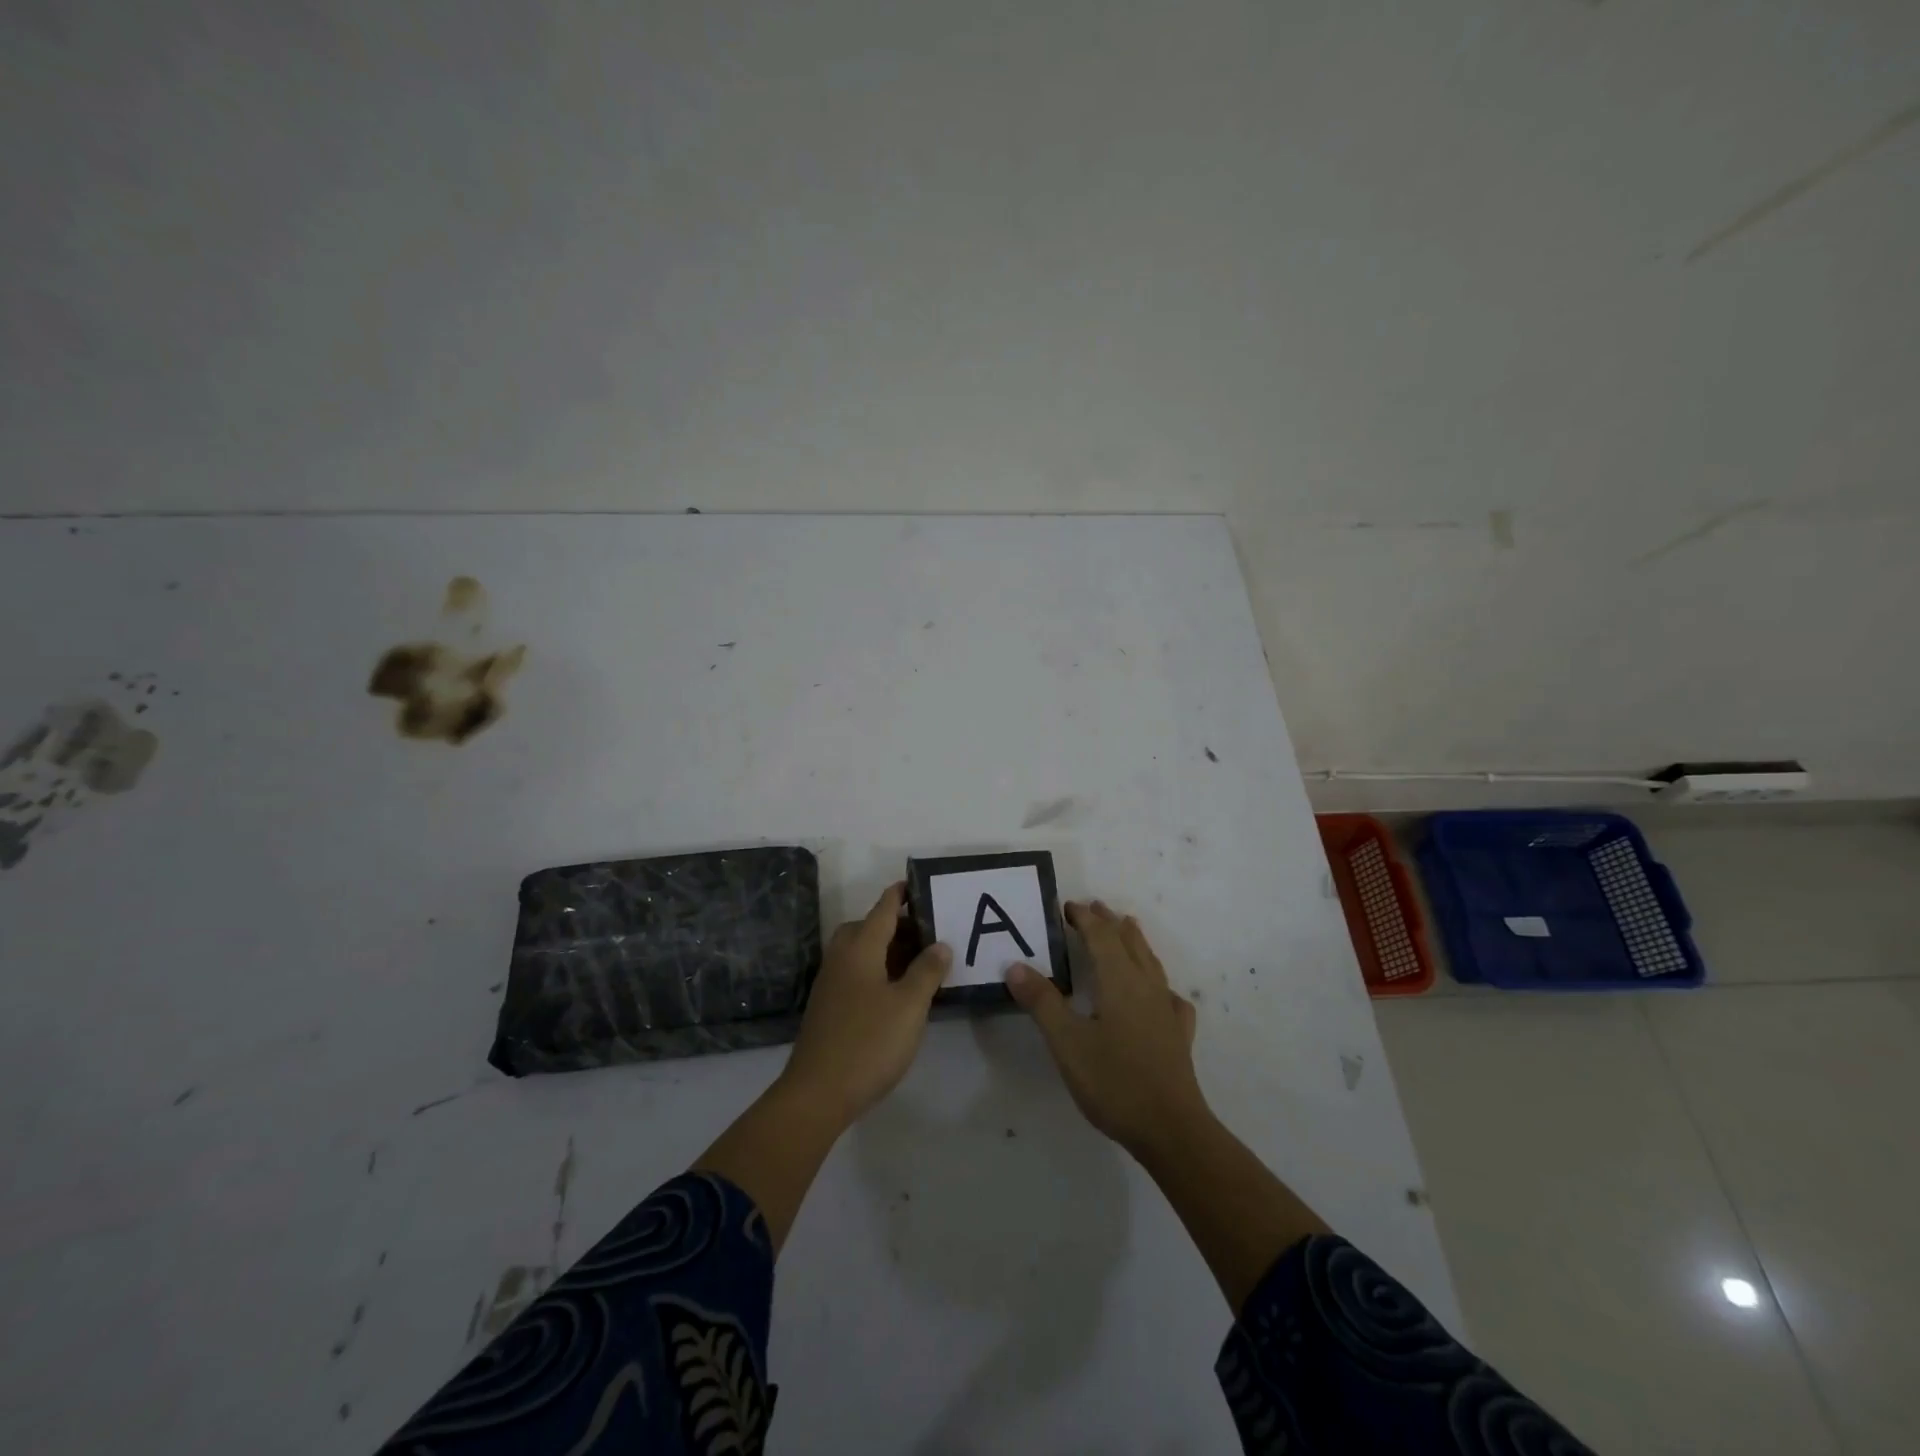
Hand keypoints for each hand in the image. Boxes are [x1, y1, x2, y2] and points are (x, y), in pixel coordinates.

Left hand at [780, 882, 950, 1127]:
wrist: (817, 1093)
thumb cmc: (869, 1042)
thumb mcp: (910, 1005)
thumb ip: (927, 971)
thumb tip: (940, 945)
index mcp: (860, 949)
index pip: (882, 910)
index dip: (900, 896)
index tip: (917, 884)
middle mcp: (841, 958)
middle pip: (867, 928)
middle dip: (895, 925)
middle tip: (926, 934)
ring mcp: (830, 984)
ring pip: (860, 952)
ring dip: (886, 950)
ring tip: (917, 963)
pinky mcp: (828, 1007)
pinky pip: (855, 973)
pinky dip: (876, 970)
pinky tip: (896, 992)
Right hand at [1007, 900, 1208, 1158]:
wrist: (1171, 1129)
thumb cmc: (1114, 1081)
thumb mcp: (1067, 1042)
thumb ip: (1042, 1001)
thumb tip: (1016, 965)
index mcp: (1119, 981)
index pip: (1101, 937)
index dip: (1085, 918)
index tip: (1067, 906)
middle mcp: (1146, 986)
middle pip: (1129, 942)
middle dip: (1110, 922)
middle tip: (1095, 907)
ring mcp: (1166, 1010)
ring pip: (1151, 963)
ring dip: (1135, 941)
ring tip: (1128, 928)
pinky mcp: (1178, 1035)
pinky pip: (1169, 996)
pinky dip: (1159, 983)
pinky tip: (1161, 994)